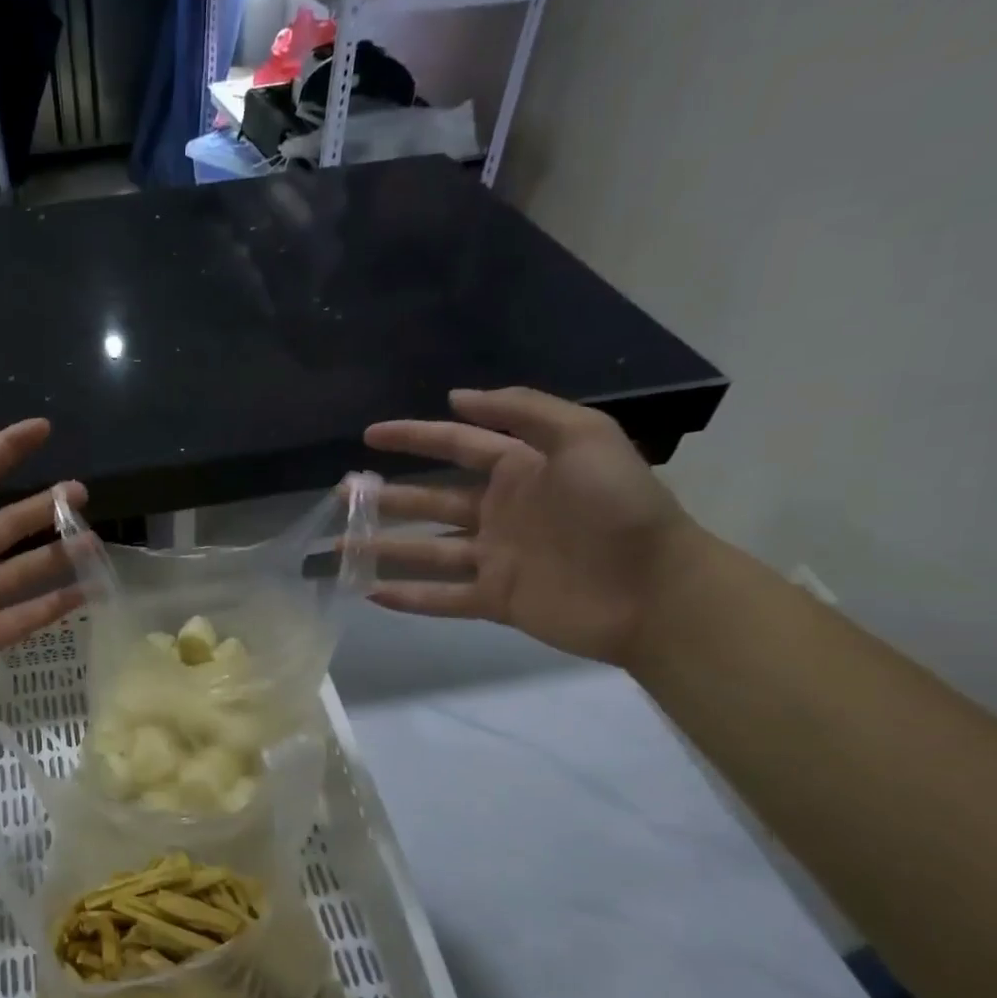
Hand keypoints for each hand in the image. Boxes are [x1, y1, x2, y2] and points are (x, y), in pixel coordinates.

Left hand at [0, 419, 83, 740]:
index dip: (3, 450)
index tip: (42, 428)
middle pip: (7, 523)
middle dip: (43, 505)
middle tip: (80, 491)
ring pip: (25, 568)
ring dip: (58, 552)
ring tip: (93, 538)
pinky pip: (29, 615)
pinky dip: (59, 604)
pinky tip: (91, 590)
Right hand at [363, 387, 705, 664]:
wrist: (656, 589)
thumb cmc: (619, 506)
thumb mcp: (584, 436)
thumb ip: (523, 410)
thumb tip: (457, 398)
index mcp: (519, 470)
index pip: (455, 445)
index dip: (412, 437)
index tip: (369, 436)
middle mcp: (500, 511)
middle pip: (430, 500)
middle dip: (386, 497)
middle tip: (343, 494)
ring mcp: (495, 558)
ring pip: (427, 550)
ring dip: (383, 547)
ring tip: (341, 544)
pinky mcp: (496, 599)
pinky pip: (443, 598)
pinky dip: (409, 597)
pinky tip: (371, 593)